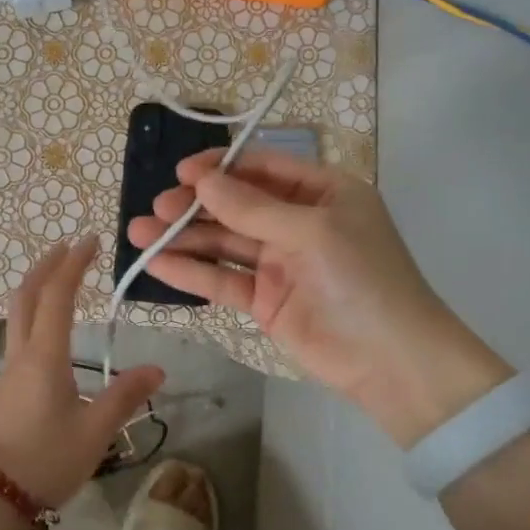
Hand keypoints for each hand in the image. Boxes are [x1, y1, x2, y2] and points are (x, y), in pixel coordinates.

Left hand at [0, 237, 163, 508]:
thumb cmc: (45, 460)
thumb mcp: (95, 431)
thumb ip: (124, 397)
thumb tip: (157, 370)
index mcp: (45, 356)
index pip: (58, 296)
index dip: (74, 263)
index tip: (90, 240)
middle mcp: (22, 354)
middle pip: (27, 296)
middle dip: (47, 265)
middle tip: (68, 247)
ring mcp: (8, 371)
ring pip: (18, 315)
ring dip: (37, 289)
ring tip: (60, 281)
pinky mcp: (4, 389)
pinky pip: (19, 336)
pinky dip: (34, 315)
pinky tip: (50, 332)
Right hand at [127, 150, 511, 446]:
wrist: (391, 361)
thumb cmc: (362, 278)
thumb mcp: (311, 232)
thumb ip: (252, 208)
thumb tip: (202, 181)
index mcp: (322, 193)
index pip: (263, 168)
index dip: (221, 168)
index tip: (182, 173)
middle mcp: (297, 222)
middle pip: (236, 205)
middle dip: (195, 205)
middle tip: (158, 208)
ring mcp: (279, 263)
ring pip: (224, 243)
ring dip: (183, 238)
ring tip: (138, 233)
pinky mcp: (264, 300)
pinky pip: (223, 279)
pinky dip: (192, 272)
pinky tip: (156, 264)